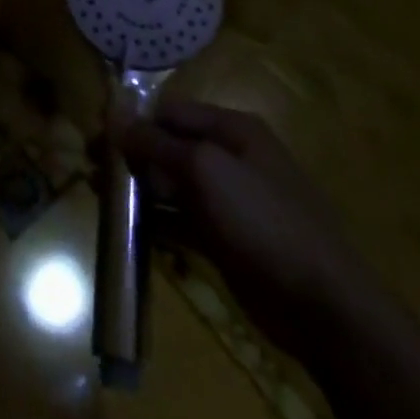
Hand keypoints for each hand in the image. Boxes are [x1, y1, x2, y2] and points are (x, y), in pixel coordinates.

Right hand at [118, 98, 376, 360]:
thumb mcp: (204, 170)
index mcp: (232, 129)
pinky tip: (130, 229)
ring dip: (140, 189)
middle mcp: (230, 157)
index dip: (135, 121)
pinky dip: (158, 221)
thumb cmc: (262, 219)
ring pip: (174, 184)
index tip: (99, 138)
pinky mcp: (227, 239)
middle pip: (170, 146)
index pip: (171, 111)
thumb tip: (115, 117)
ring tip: (103, 198)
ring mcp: (230, 200)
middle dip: (133, 156)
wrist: (324, 306)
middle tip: (95, 171)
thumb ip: (156, 143)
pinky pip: (183, 219)